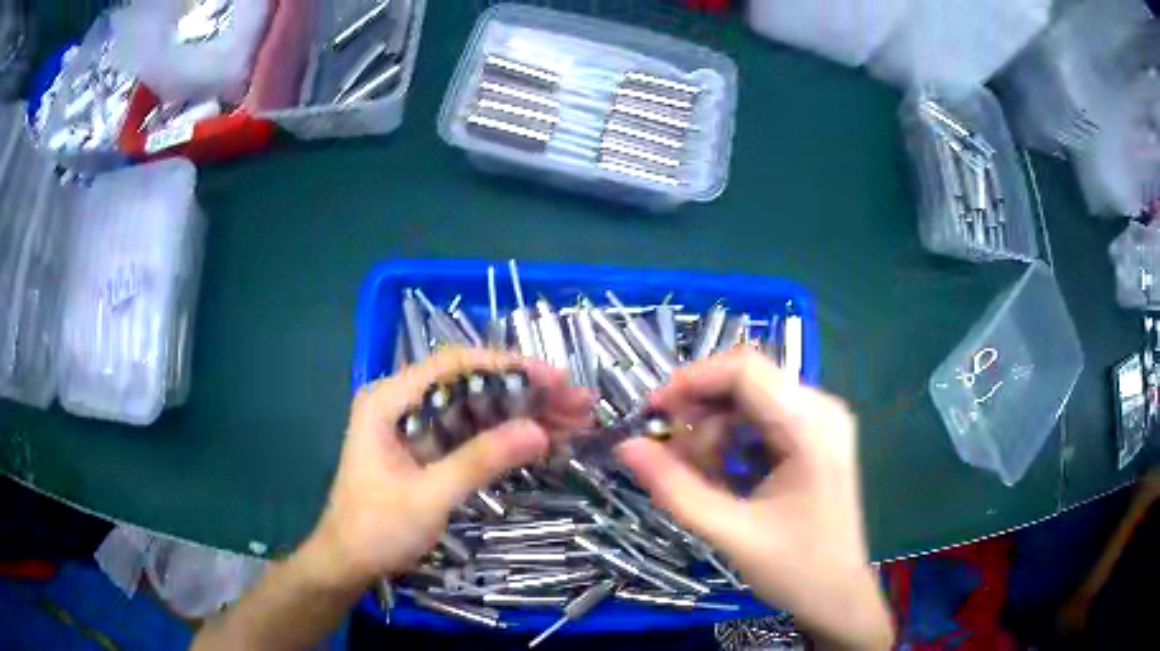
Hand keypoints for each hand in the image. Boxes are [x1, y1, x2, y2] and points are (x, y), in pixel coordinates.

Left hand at [303, 347, 591, 588]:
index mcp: (389, 400)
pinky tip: (544, 441)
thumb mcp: (429, 497)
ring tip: (574, 421)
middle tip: (578, 403)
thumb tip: (539, 431)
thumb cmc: (376, 530)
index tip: (555, 379)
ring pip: (477, 407)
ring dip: (523, 413)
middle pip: (471, 384)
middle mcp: (402, 402)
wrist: (348, 562)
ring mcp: (416, 425)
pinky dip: (507, 436)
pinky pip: (472, 433)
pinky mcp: (427, 448)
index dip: (507, 367)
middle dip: (525, 391)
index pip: (454, 366)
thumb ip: (480, 461)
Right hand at [616, 349, 892, 649]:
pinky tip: (724, 477)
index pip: (744, 369)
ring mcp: (820, 421)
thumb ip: (675, 489)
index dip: (691, 380)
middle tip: (671, 455)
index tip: (652, 414)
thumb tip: (626, 446)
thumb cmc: (795, 569)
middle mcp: (821, 408)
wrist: (837, 595)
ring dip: (713, 431)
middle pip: (745, 382)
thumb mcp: (731, 532)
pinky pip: (761, 420)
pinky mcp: (813, 438)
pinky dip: (731, 442)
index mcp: (811, 425)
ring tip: (701, 477)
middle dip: (700, 412)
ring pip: (749, 401)